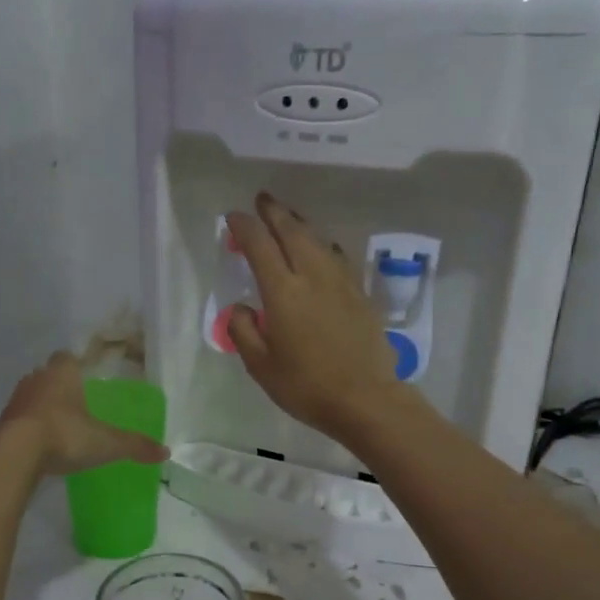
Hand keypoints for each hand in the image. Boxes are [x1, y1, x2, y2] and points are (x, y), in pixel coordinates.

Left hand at [0, 352, 168, 476]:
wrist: (14, 454)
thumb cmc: (65, 435)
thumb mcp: (106, 443)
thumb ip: (134, 446)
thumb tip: (166, 452)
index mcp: (63, 373)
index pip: (67, 357)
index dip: (76, 364)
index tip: (85, 375)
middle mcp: (37, 379)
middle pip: (48, 373)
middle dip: (60, 384)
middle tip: (75, 401)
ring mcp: (16, 400)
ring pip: (32, 394)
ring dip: (43, 404)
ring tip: (59, 422)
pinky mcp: (3, 422)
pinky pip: (20, 417)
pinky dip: (29, 425)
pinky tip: (40, 441)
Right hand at [225, 192, 411, 445]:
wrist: (366, 399)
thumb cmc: (306, 386)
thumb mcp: (260, 366)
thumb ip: (243, 331)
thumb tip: (239, 307)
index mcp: (283, 292)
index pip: (260, 246)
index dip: (245, 227)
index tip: (234, 217)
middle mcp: (312, 276)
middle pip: (292, 232)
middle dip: (275, 213)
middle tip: (262, 200)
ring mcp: (341, 282)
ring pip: (317, 240)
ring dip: (299, 224)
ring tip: (287, 218)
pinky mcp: (360, 294)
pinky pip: (336, 256)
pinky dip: (321, 245)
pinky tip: (320, 249)